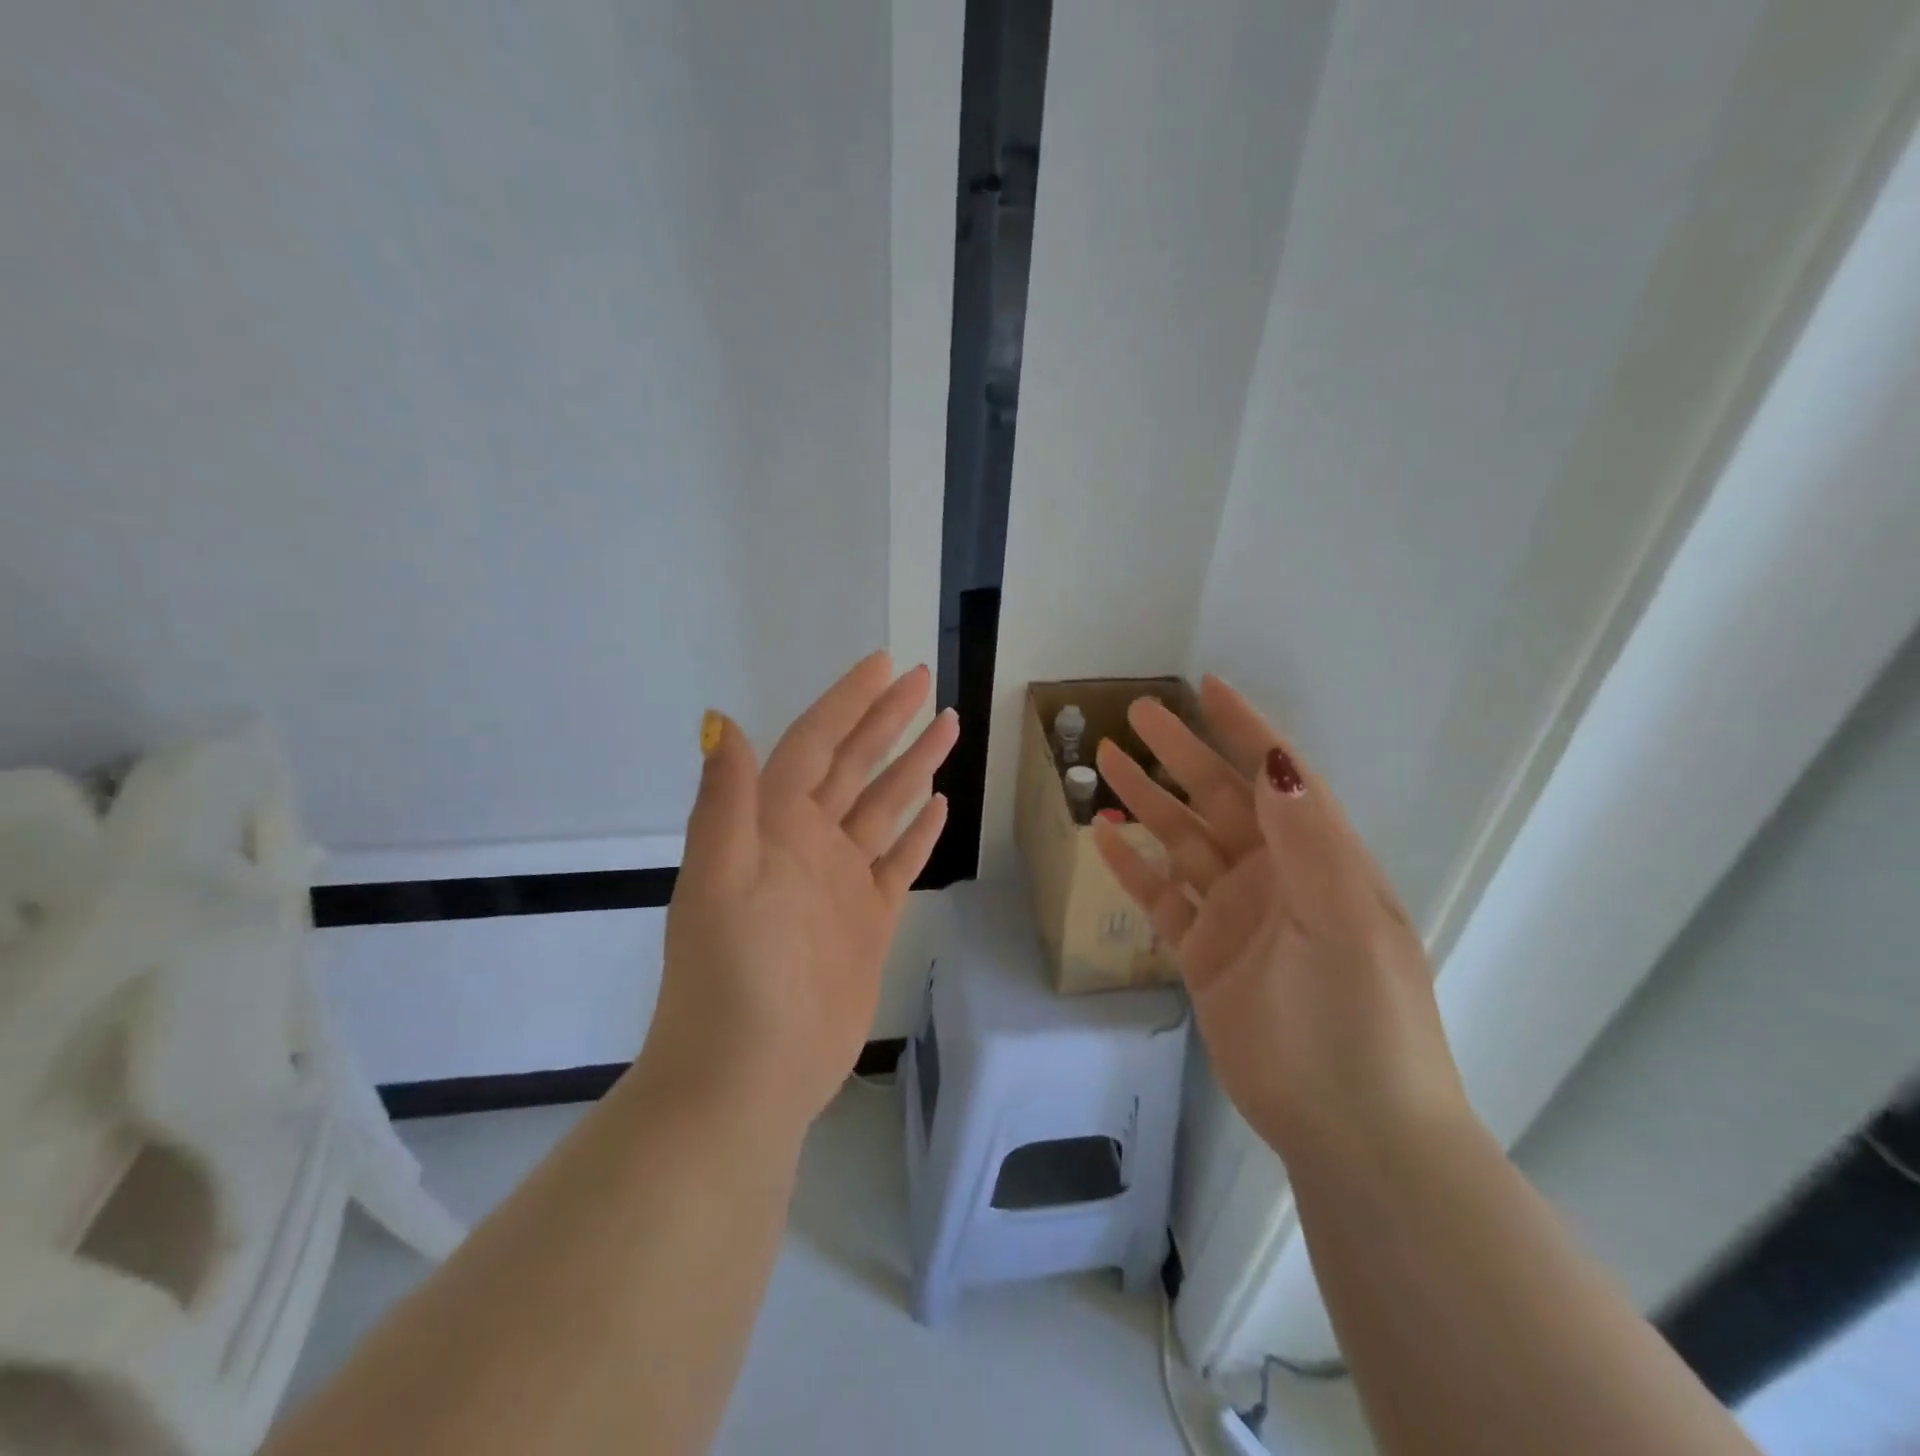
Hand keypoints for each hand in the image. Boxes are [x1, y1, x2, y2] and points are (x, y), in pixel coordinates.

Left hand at [640, 653, 957, 1134]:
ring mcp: (840, 882)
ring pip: (883, 807)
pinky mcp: (867, 921)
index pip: (815, 744)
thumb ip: (725, 800)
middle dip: (887, 720)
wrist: (750, 1078)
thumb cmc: (734, 976)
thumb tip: (718, 717)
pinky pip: (898, 863)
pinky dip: (917, 833)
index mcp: (771, 825)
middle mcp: (807, 842)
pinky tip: (937, 806)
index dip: (848, 702)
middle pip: (855, 765)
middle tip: (923, 680)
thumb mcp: (720, 880)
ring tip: (947, 727)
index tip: (885, 665)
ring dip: (912, 766)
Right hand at [1093, 676, 1466, 1161]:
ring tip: (1105, 762)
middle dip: (1179, 754)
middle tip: (1134, 714)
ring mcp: (1237, 915)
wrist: (1350, 1128)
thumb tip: (1276, 761)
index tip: (1208, 686)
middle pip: (1217, 800)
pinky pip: (1162, 898)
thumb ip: (1307, 840)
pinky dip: (1133, 867)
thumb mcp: (1343, 920)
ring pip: (1183, 842)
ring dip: (1147, 802)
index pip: (1275, 777)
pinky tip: (1104, 837)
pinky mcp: (1205, 955)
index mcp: (1319, 859)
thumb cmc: (1357, 1018)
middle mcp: (1276, 876)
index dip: (1245, 729)